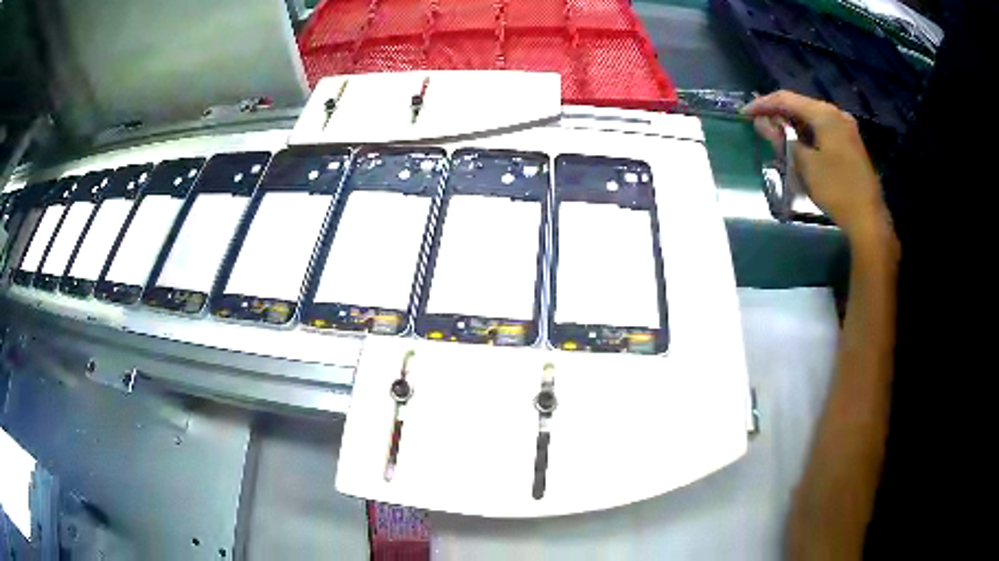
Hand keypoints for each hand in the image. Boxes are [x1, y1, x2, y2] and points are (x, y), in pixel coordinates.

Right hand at [743, 91, 890, 241]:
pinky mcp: (849, 142)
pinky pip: (822, 129)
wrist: (868, 218)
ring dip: (792, 125)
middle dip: (778, 114)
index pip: (786, 99)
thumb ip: (782, 138)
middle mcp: (836, 113)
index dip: (763, 104)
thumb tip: (762, 122)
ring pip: (811, 118)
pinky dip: (807, 133)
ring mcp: (845, 127)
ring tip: (775, 136)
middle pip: (800, 105)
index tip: (744, 114)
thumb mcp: (804, 164)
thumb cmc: (836, 189)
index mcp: (824, 113)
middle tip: (759, 125)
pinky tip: (797, 144)